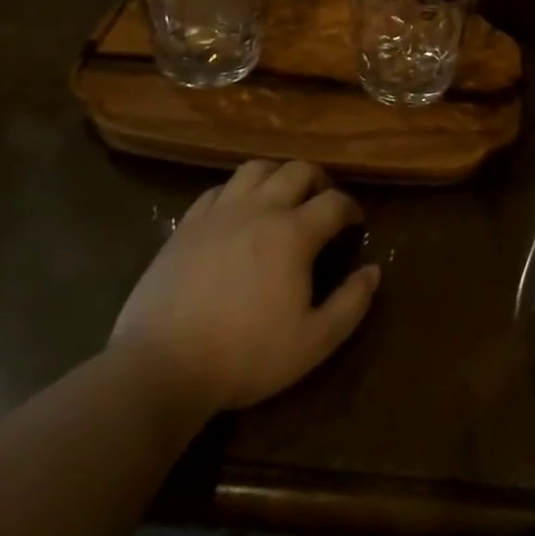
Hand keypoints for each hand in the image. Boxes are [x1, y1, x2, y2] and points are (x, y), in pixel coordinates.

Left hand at [110, 160, 379, 423]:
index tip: (355, 223)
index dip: (351, 208)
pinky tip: (238, 213)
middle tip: (323, 203)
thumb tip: (374, 270)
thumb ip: (352, 304)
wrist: (160, 367)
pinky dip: (238, 191)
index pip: (335, 202)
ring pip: (256, 169)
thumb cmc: (245, 356)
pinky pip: (218, 189)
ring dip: (278, 176)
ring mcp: (218, 213)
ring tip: (282, 199)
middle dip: (319, 180)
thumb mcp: (314, 342)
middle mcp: (259, 210)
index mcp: (294, 234)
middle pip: (297, 170)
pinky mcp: (186, 226)